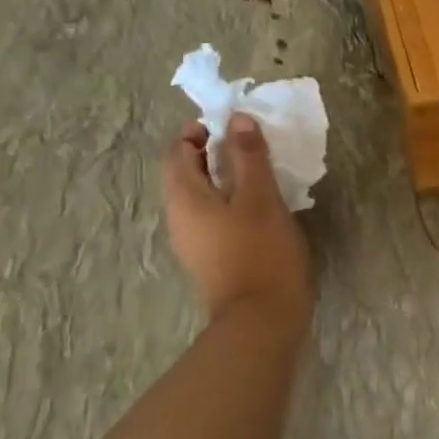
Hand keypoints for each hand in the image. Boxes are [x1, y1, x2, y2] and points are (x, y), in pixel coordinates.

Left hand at [163, 115, 313, 335]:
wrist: (261, 319)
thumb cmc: (260, 250)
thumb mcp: (260, 196)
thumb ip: (248, 155)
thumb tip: (237, 119)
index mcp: (185, 199)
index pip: (177, 152)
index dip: (199, 131)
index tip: (232, 123)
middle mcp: (179, 218)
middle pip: (187, 173)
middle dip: (214, 152)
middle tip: (251, 143)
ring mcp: (193, 241)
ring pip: (202, 196)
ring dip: (225, 176)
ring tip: (260, 170)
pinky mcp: (211, 257)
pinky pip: (213, 216)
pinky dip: (230, 199)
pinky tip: (260, 204)